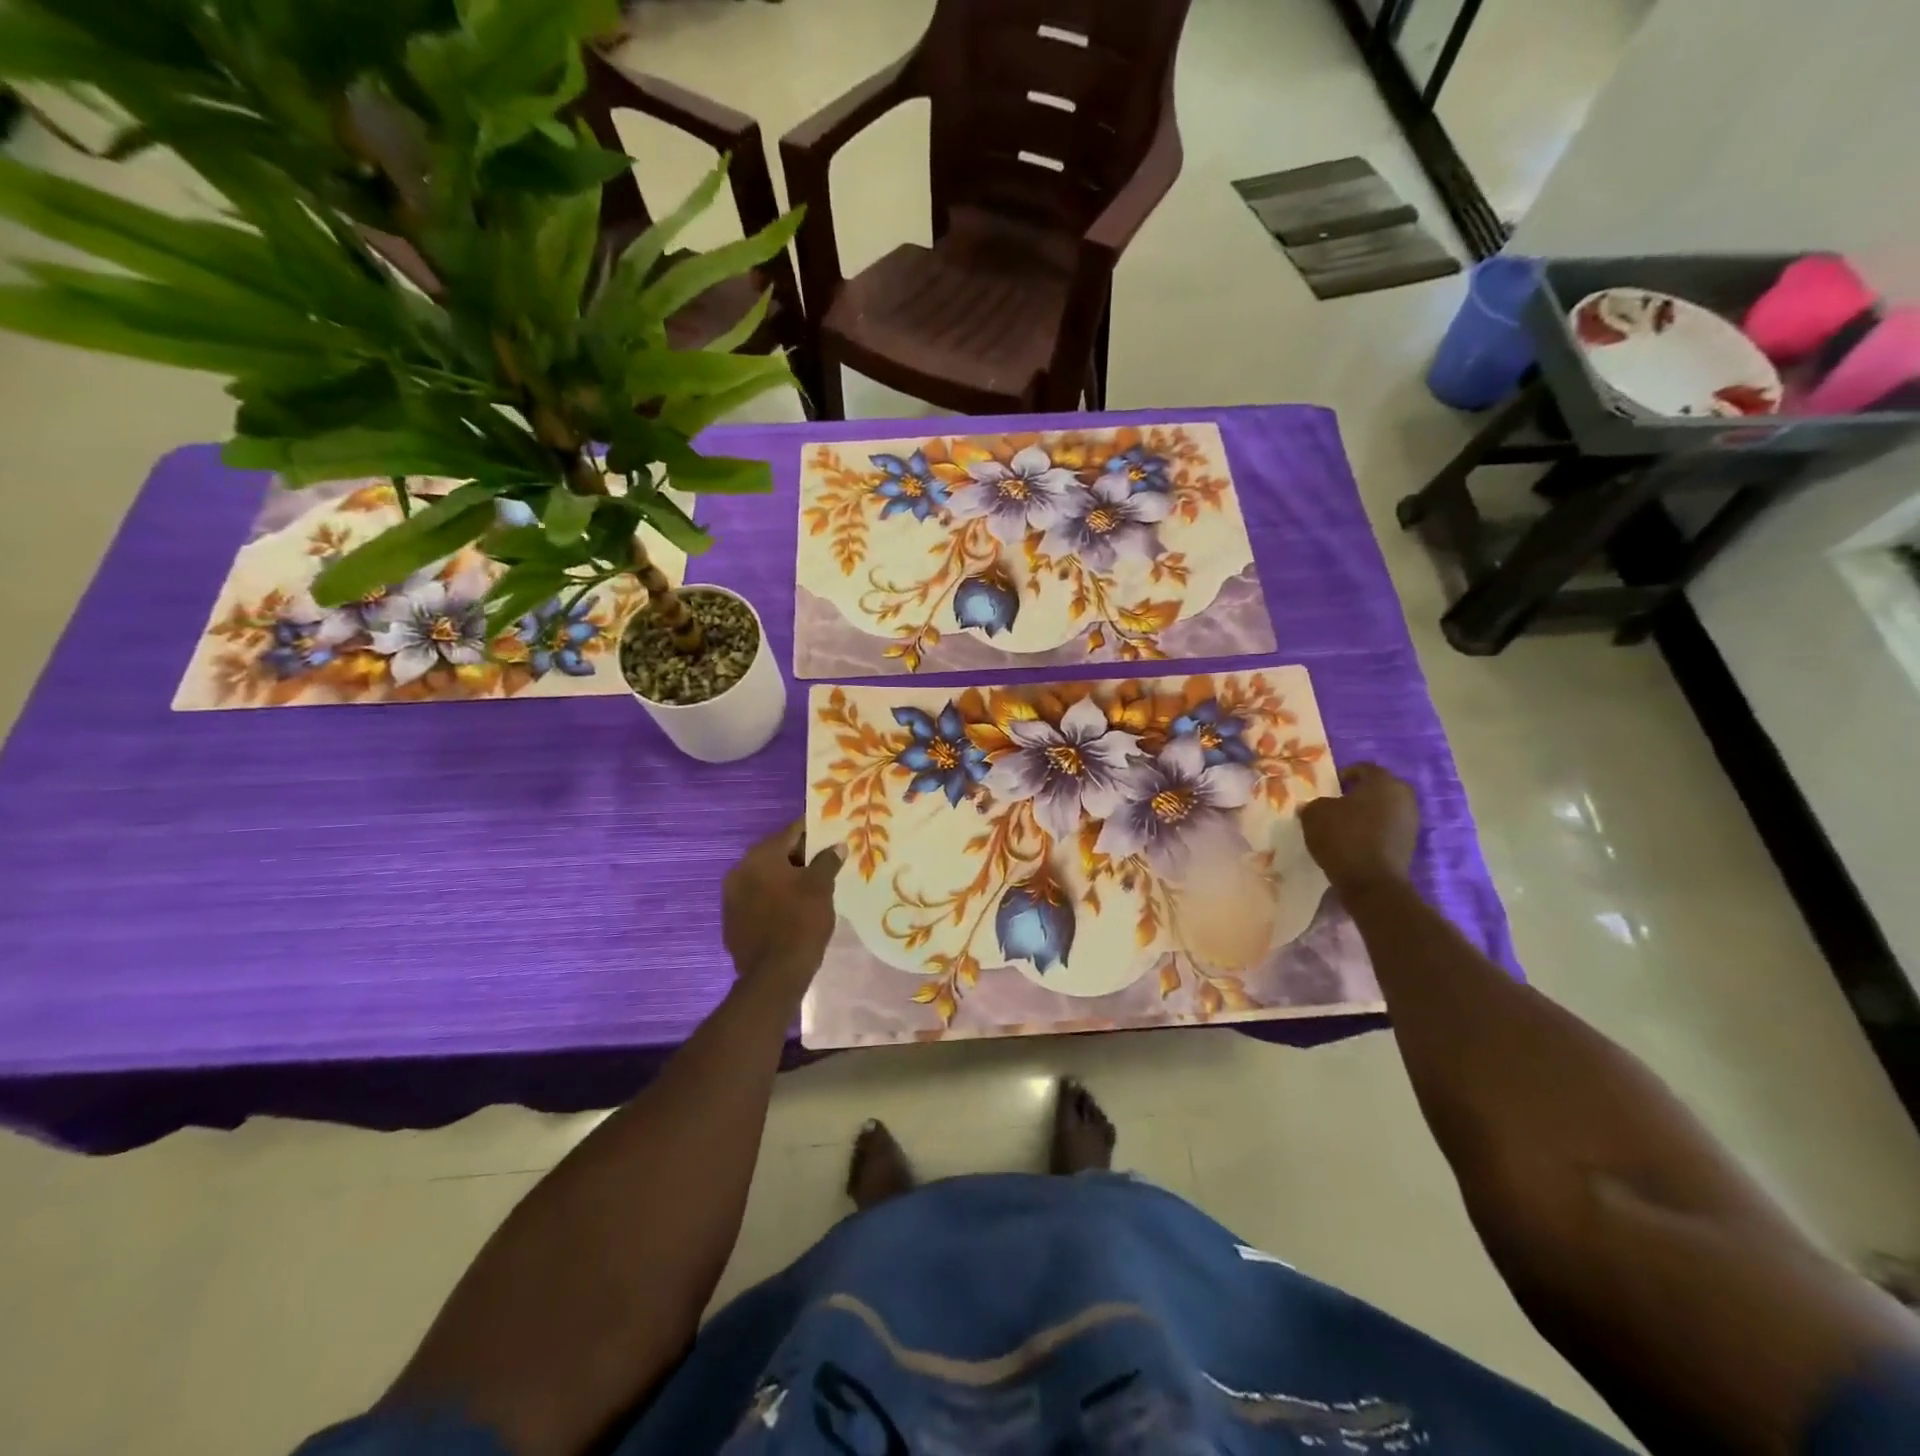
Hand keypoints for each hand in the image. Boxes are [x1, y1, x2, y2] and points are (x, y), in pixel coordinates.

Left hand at [722, 821, 842, 1003]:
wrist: (773, 976)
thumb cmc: (800, 923)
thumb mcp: (821, 887)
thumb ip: (828, 861)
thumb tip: (836, 846)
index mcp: (760, 856)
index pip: (792, 832)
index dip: (815, 832)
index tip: (833, 834)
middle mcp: (740, 870)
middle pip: (777, 853)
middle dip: (802, 856)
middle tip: (828, 861)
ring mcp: (732, 897)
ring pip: (767, 877)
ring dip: (787, 878)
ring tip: (814, 887)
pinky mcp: (733, 920)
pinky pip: (759, 899)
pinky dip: (775, 898)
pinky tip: (794, 909)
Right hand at [1301, 763, 1419, 895]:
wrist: (1371, 882)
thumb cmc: (1343, 837)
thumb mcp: (1314, 814)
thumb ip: (1314, 804)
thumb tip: (1314, 806)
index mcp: (1383, 781)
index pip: (1362, 768)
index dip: (1341, 776)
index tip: (1327, 790)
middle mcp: (1403, 796)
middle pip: (1376, 789)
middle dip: (1356, 795)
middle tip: (1334, 806)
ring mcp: (1410, 821)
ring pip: (1383, 810)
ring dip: (1365, 814)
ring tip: (1343, 826)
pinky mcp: (1410, 844)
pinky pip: (1387, 829)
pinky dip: (1372, 832)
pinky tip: (1354, 843)